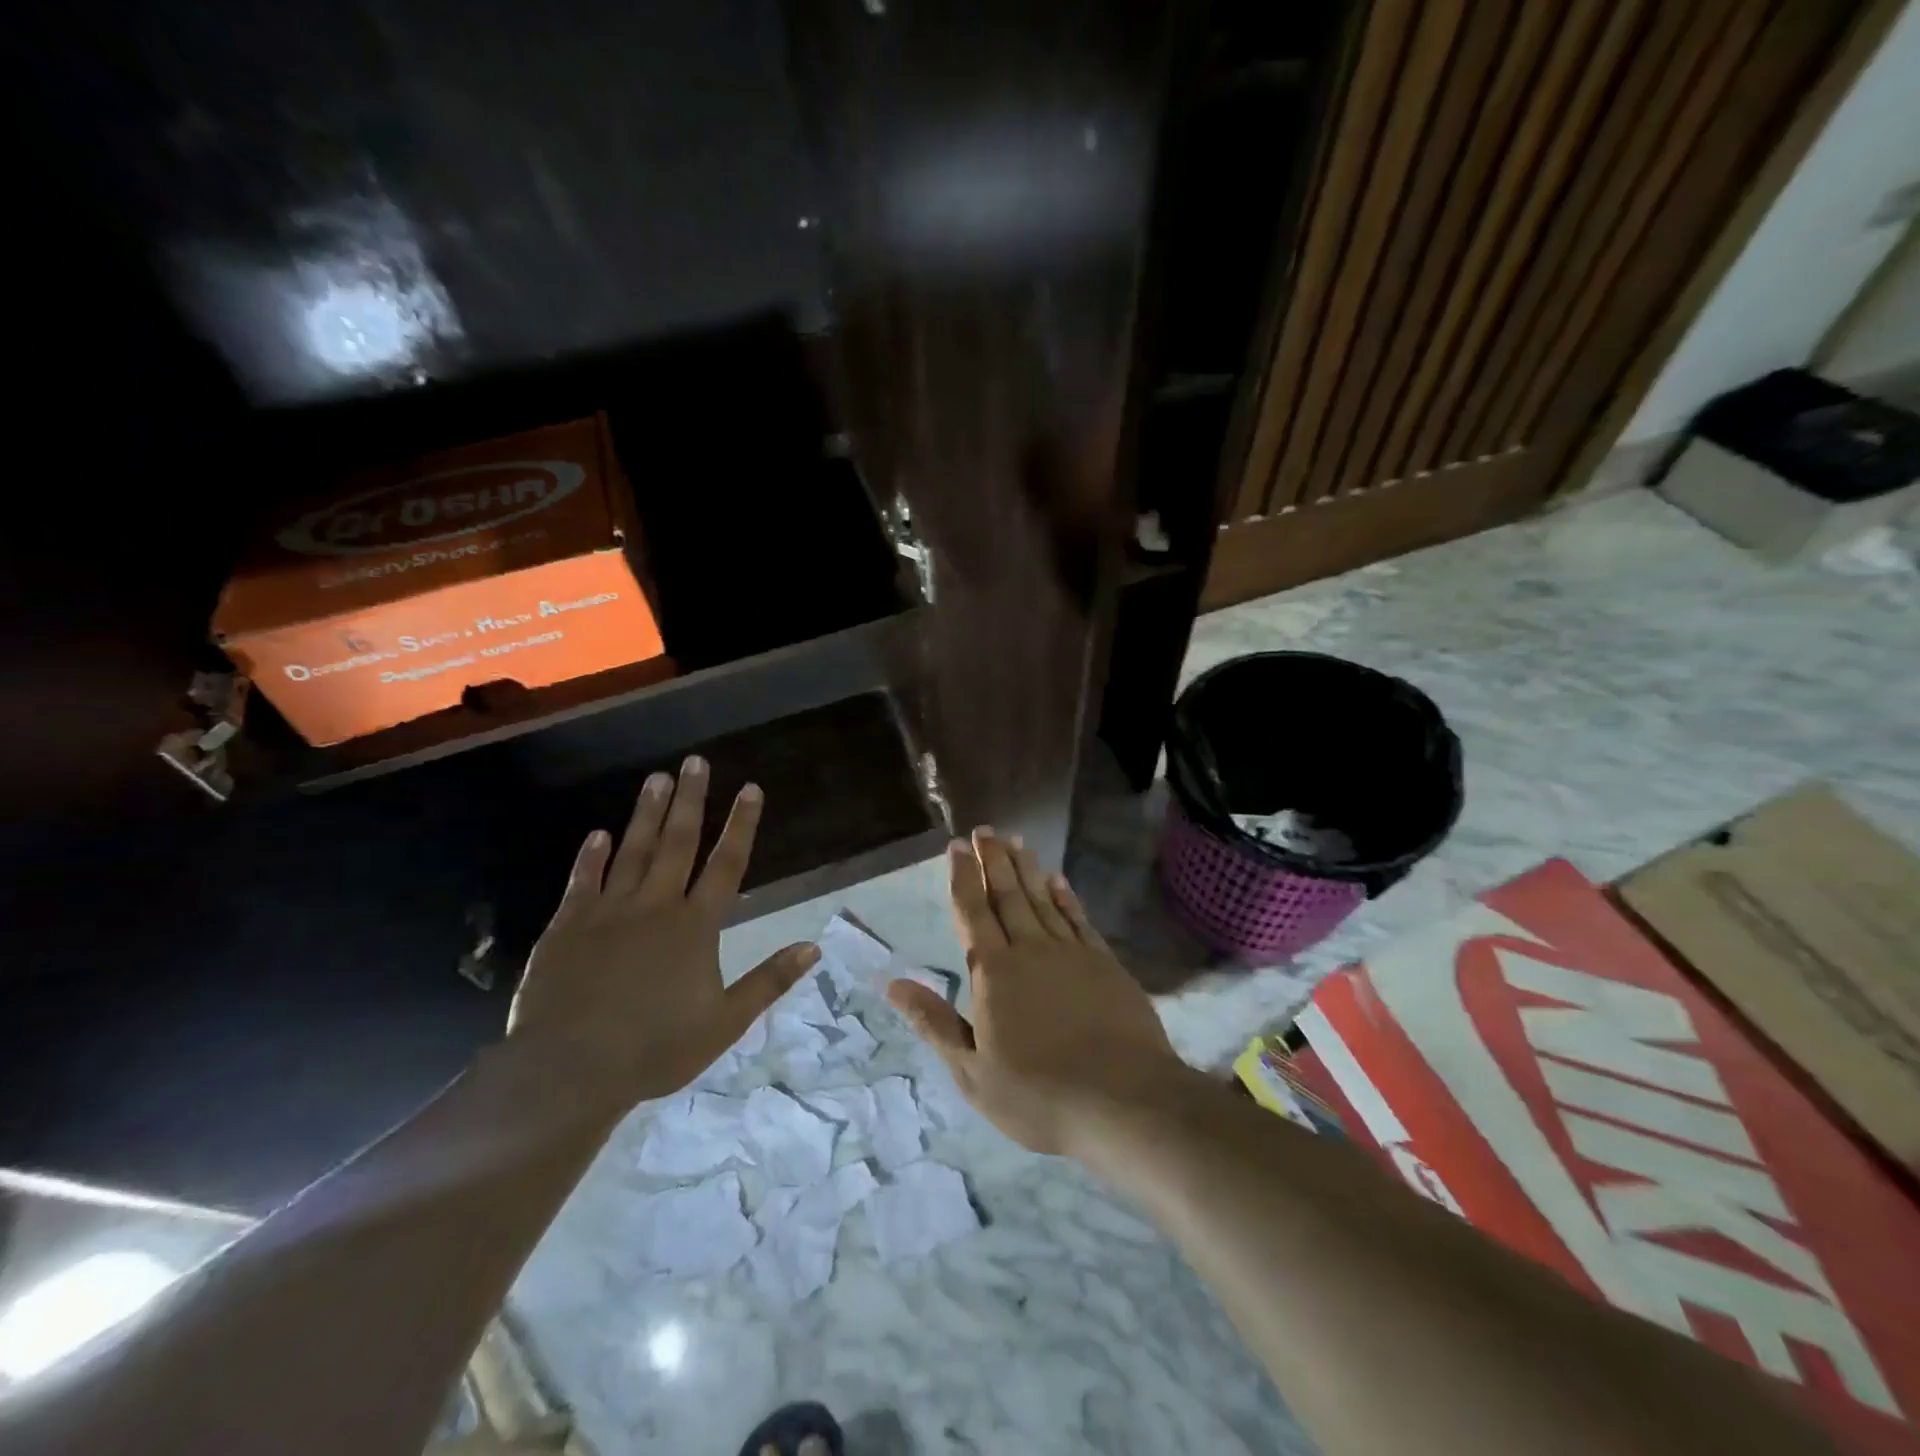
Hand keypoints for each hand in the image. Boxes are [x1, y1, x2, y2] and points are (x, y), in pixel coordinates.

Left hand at [508, 757, 818, 1114]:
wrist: (569, 1069)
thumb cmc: (655, 1048)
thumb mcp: (725, 1022)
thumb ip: (769, 980)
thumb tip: (814, 946)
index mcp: (695, 926)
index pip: (726, 863)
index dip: (741, 824)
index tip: (750, 788)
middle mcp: (656, 906)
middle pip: (678, 843)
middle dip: (691, 800)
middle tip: (696, 762)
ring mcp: (608, 912)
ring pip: (633, 851)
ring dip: (647, 813)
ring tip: (657, 777)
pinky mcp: (568, 926)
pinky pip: (583, 881)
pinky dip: (591, 856)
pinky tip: (599, 834)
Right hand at [887, 828, 1196, 1154]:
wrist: (1123, 1101)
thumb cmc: (1039, 1094)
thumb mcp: (973, 1072)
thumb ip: (935, 1022)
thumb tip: (892, 984)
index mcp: (994, 973)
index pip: (972, 912)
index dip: (962, 877)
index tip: (956, 846)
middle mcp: (1030, 950)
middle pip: (1008, 895)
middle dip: (993, 860)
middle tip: (985, 830)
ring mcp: (1071, 953)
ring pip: (1042, 899)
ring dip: (1027, 869)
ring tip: (1016, 841)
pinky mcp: (1104, 963)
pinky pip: (1078, 918)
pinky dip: (1065, 896)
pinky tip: (1058, 880)